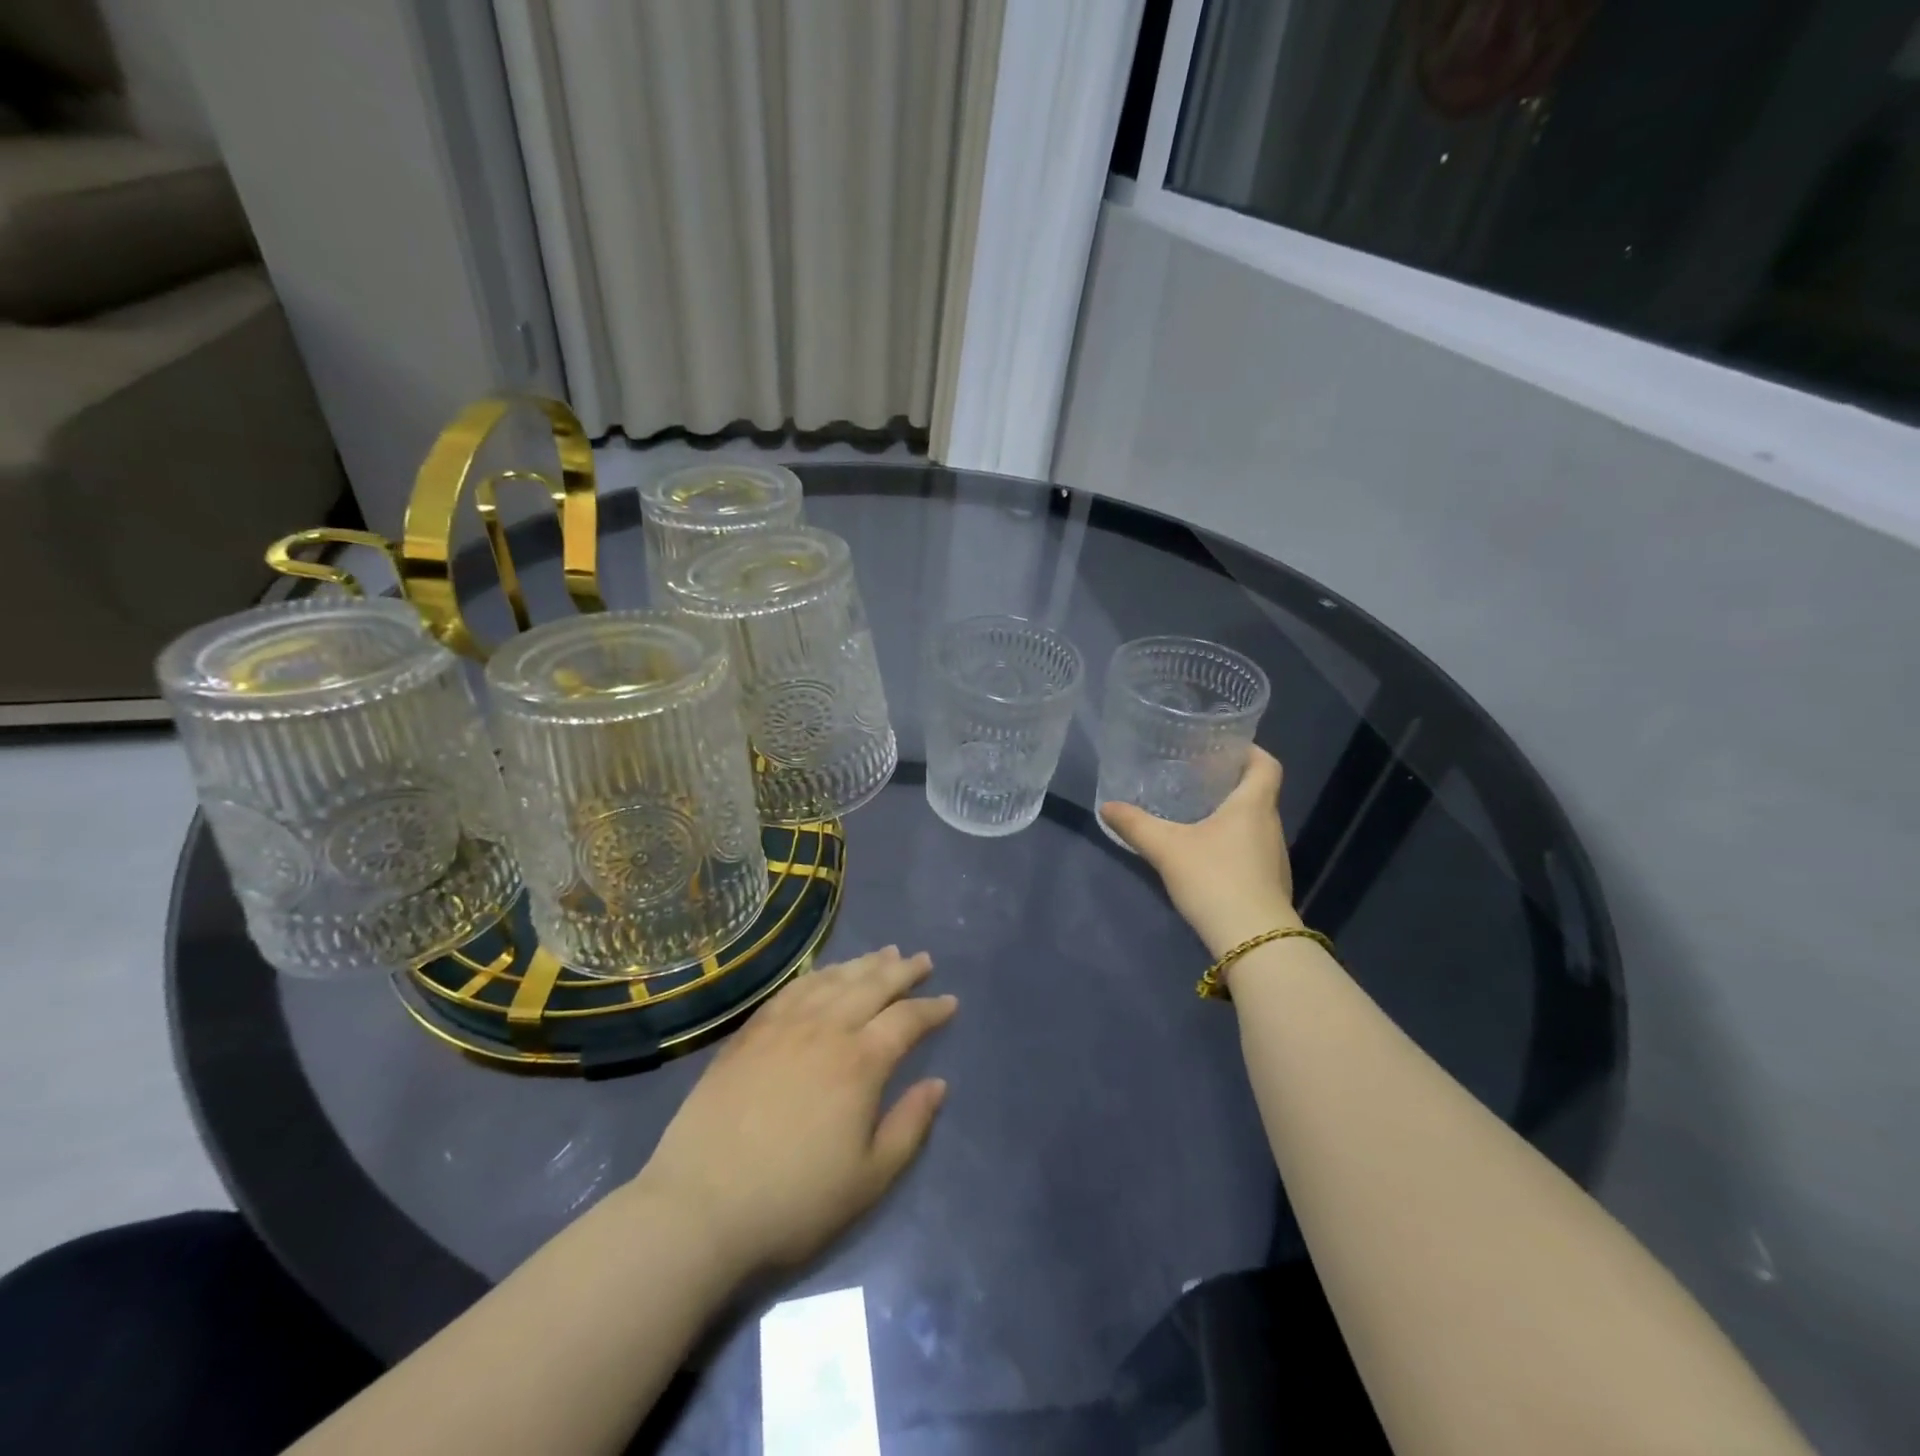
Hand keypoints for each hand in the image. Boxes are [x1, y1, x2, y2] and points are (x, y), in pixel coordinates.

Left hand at [635, 946, 956, 1281]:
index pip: (907, 1020)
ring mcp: (783, 1026)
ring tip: (884, 954)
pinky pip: (793, 989)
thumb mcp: (869, 1179)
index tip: (950, 1002)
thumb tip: (938, 1084)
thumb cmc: (794, 1200)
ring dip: (863, 964)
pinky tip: (825, 974)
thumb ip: (910, 1126)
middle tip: (922, 960)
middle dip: (902, 971)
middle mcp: (826, 1029)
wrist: (701, 1206)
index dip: (932, 1009)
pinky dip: (818, 974)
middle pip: (872, 985)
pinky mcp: (749, 1032)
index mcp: (860, 1062)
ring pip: (833, 979)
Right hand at [1100, 746, 1300, 958]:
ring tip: (1196, 816)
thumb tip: (1107, 806)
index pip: (1265, 764)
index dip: (1248, 751)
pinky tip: (1206, 856)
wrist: (1254, 940)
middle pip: (1258, 793)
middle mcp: (1271, 825)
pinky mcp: (1270, 884)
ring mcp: (1275, 858)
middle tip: (1195, 779)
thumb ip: (1136, 825)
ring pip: (1254, 824)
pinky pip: (1252, 851)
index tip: (1222, 748)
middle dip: (1230, 784)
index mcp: (1253, 805)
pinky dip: (1233, 845)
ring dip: (1231, 816)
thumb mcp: (1166, 848)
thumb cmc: (1214, 878)